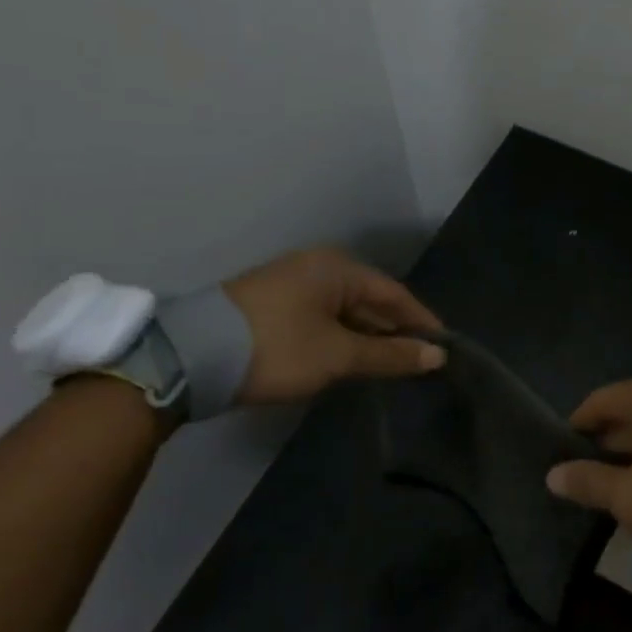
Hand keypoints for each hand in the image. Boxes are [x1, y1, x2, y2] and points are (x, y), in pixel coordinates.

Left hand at [223, 248, 444, 404]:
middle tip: (418, 360)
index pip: (394, 293)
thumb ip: (389, 355)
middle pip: (369, 299)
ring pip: (344, 310)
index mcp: (337, 268)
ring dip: (367, 336)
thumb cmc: (276, 348)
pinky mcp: (269, 305)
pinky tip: (350, 358)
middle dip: (394, 330)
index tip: (443, 347)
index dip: (421, 321)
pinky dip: (341, 337)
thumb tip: (437, 356)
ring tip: (389, 364)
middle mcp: (315, 267)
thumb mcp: (338, 355)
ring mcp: (289, 284)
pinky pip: (321, 317)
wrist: (188, 359)